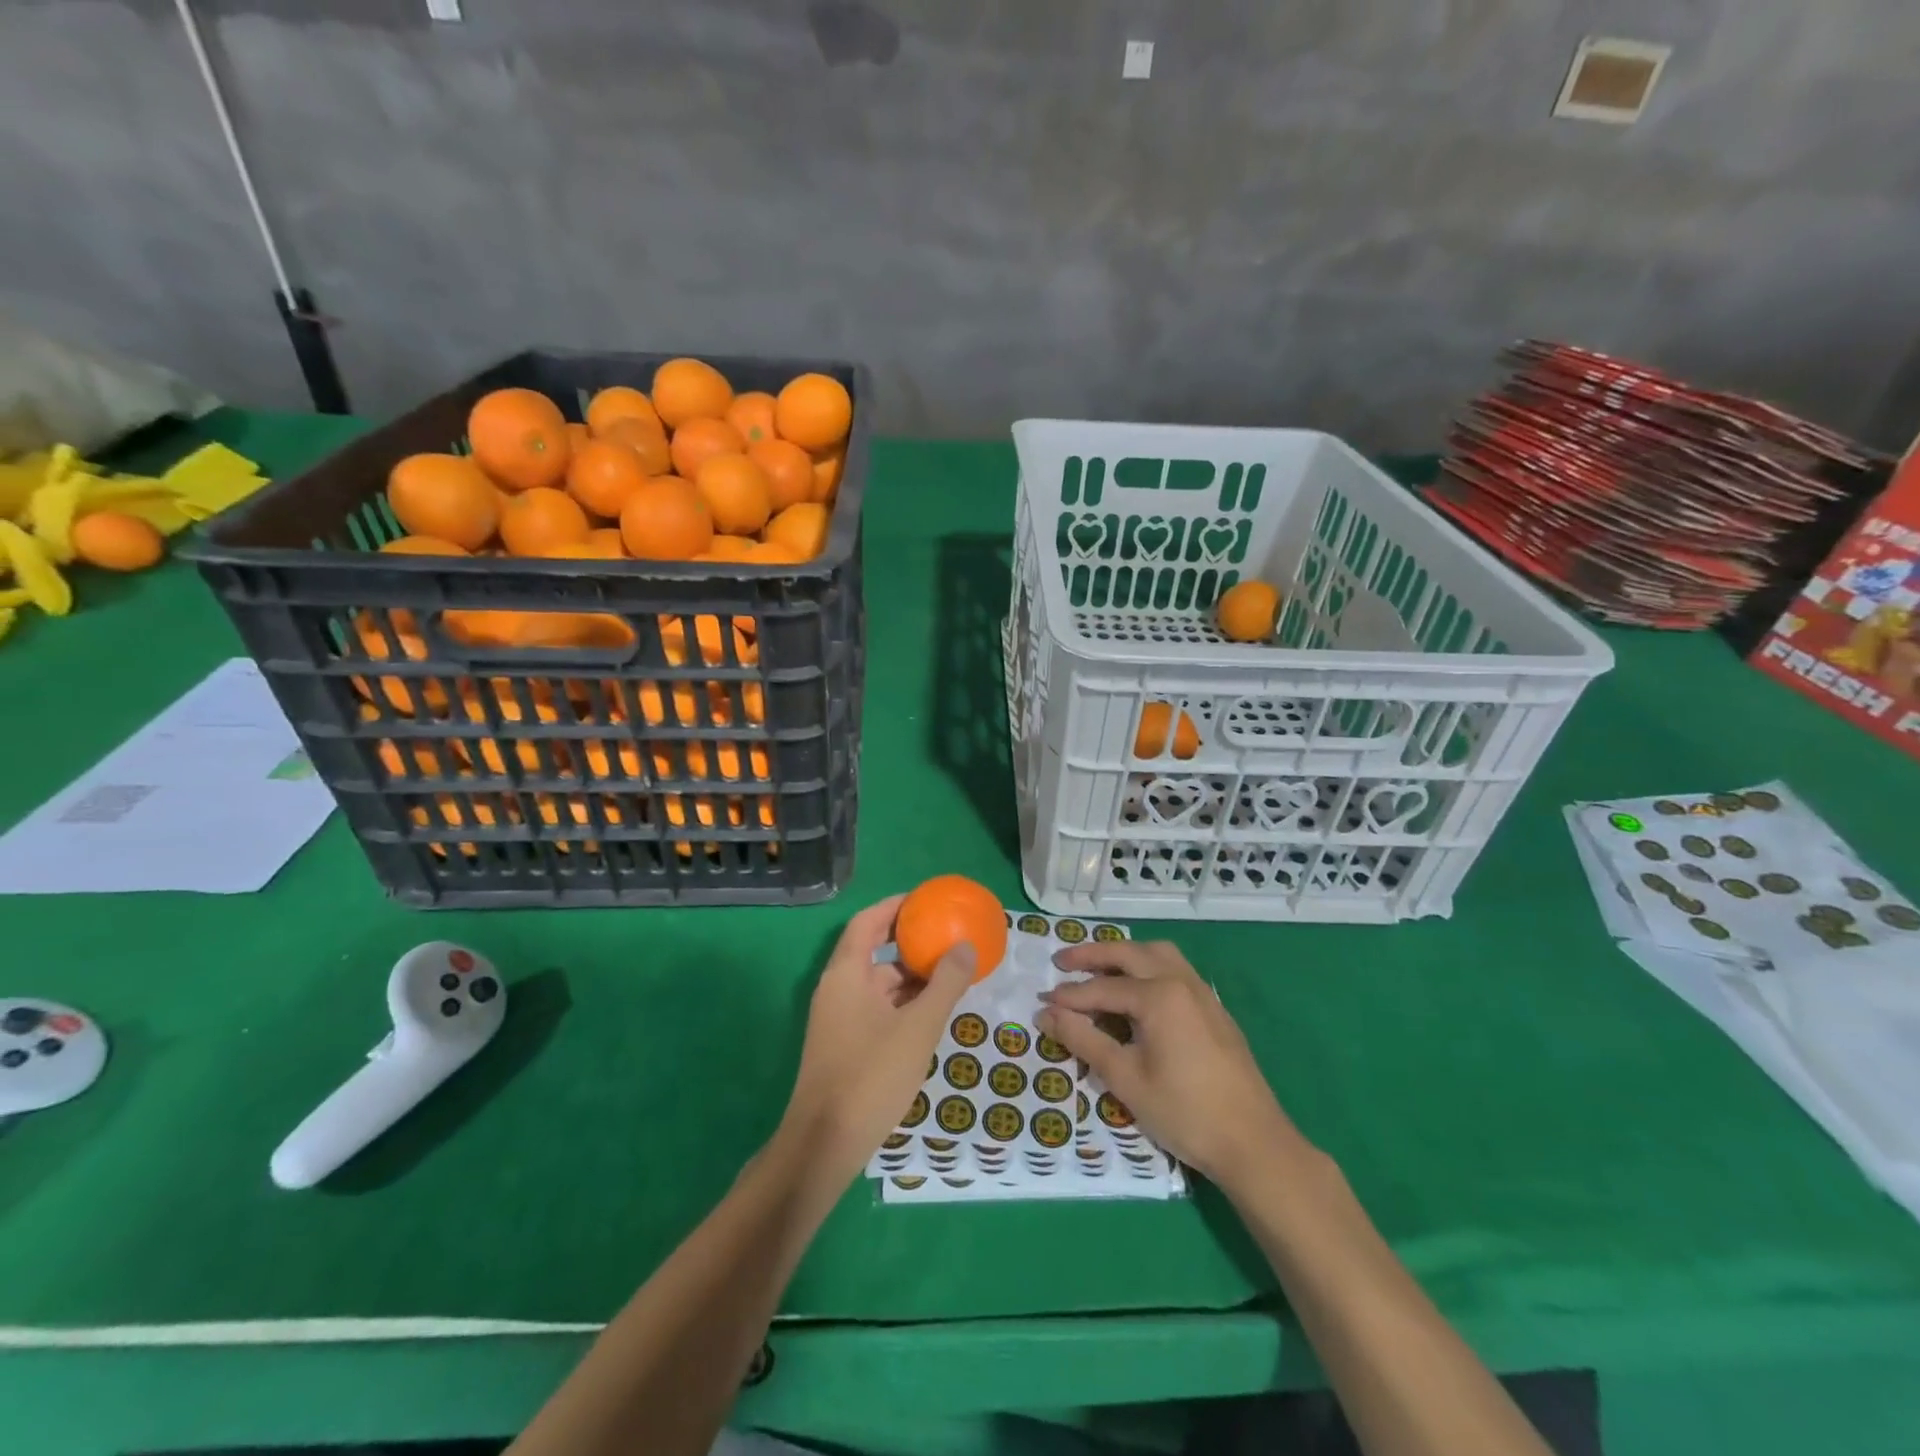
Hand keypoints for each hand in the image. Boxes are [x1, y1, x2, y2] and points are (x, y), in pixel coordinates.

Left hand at [778, 894, 974, 1188]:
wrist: (824, 1144)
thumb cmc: (871, 1075)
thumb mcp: (918, 1027)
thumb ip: (945, 984)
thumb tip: (966, 946)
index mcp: (846, 974)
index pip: (867, 922)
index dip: (895, 907)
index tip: (926, 901)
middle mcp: (837, 989)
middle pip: (872, 951)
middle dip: (909, 943)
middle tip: (947, 938)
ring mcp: (837, 1019)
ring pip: (876, 984)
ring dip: (909, 977)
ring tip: (948, 975)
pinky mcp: (843, 1044)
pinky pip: (875, 1008)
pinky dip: (901, 1003)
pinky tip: (929, 1014)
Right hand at [1037, 940, 1308, 1188]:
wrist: (1254, 1144)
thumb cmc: (1184, 1112)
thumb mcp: (1125, 1079)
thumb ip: (1083, 1040)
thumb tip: (1046, 1015)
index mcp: (1159, 995)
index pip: (1102, 988)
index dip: (1069, 997)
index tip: (1041, 1002)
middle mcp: (1181, 981)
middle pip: (1129, 954)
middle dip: (1092, 955)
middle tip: (1061, 962)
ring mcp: (1202, 993)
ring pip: (1158, 954)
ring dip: (1125, 955)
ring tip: (1099, 968)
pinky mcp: (1215, 1009)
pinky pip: (1175, 970)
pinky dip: (1148, 967)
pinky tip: (1138, 991)